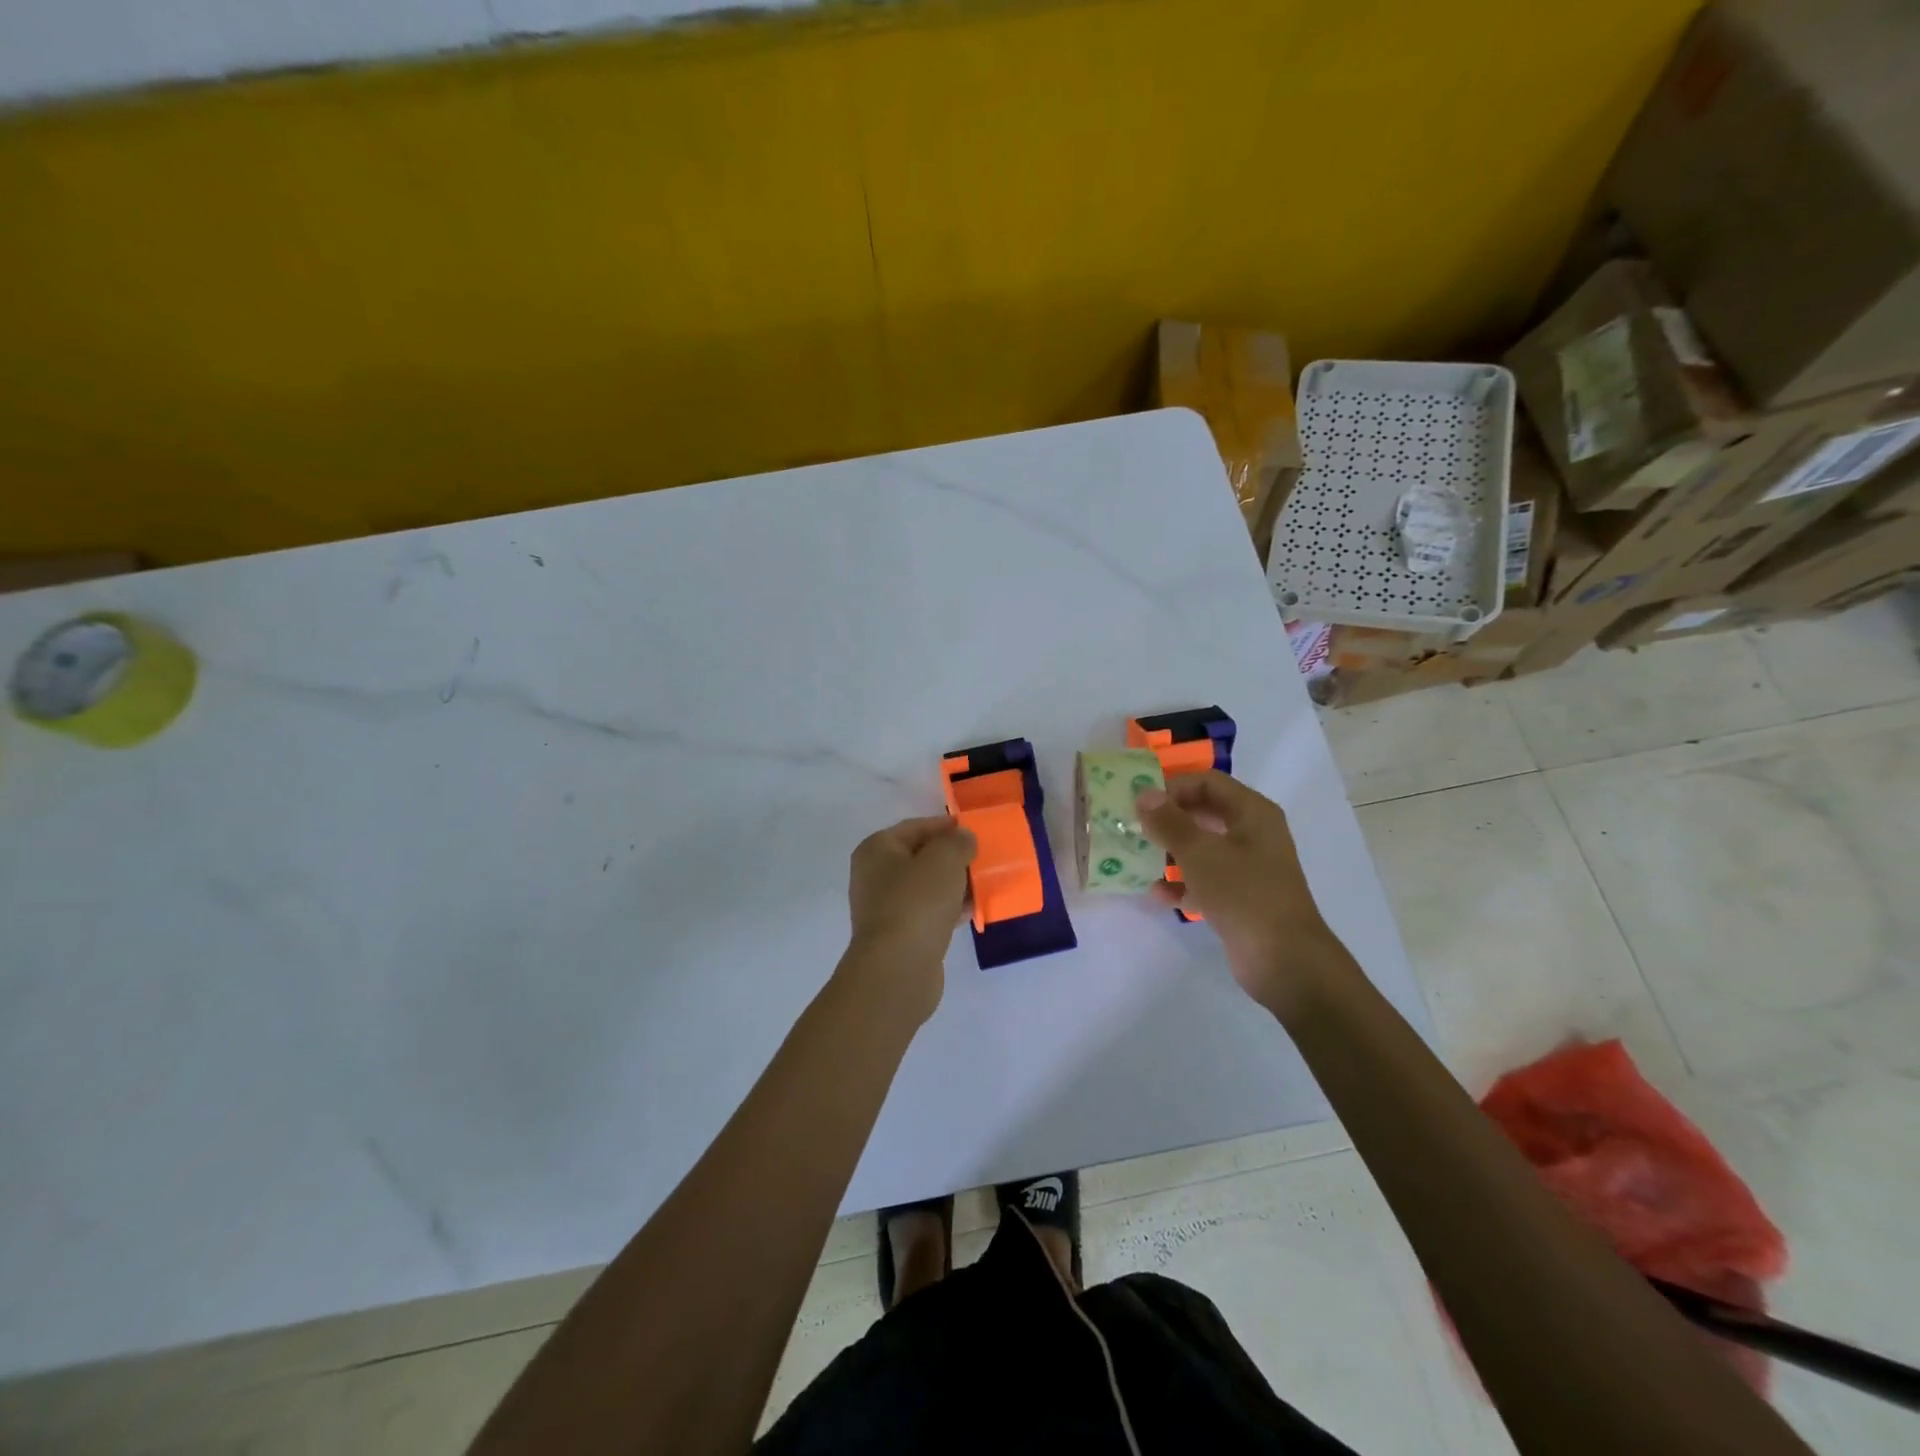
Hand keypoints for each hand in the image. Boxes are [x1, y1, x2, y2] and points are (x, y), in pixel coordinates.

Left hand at [840, 815, 976, 1022]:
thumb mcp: (944, 860)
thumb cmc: (917, 903)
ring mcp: (885, 907)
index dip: (945, 826)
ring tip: (983, 884)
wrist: (898, 968)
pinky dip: (948, 909)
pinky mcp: (899, 935)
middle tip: (982, 858)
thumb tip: (963, 838)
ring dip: (953, 884)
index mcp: (877, 849)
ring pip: (926, 887)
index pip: (915, 827)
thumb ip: (958, 842)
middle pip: (920, 857)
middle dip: (952, 857)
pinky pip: (928, 912)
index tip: (974, 830)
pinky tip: (972, 911)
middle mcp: (874, 876)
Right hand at [1136, 773, 1351, 1017]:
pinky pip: (1205, 880)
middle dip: (1168, 820)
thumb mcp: (1200, 853)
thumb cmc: (1244, 894)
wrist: (1285, 961)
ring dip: (1170, 853)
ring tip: (1137, 860)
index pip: (1207, 783)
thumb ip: (1169, 822)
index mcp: (1252, 813)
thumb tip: (1144, 794)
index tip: (1139, 802)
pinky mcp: (1240, 898)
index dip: (1173, 787)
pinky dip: (1182, 885)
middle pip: (1203, 814)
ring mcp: (1248, 868)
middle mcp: (1253, 834)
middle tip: (1133, 827)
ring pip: (1202, 848)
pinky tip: (1157, 895)